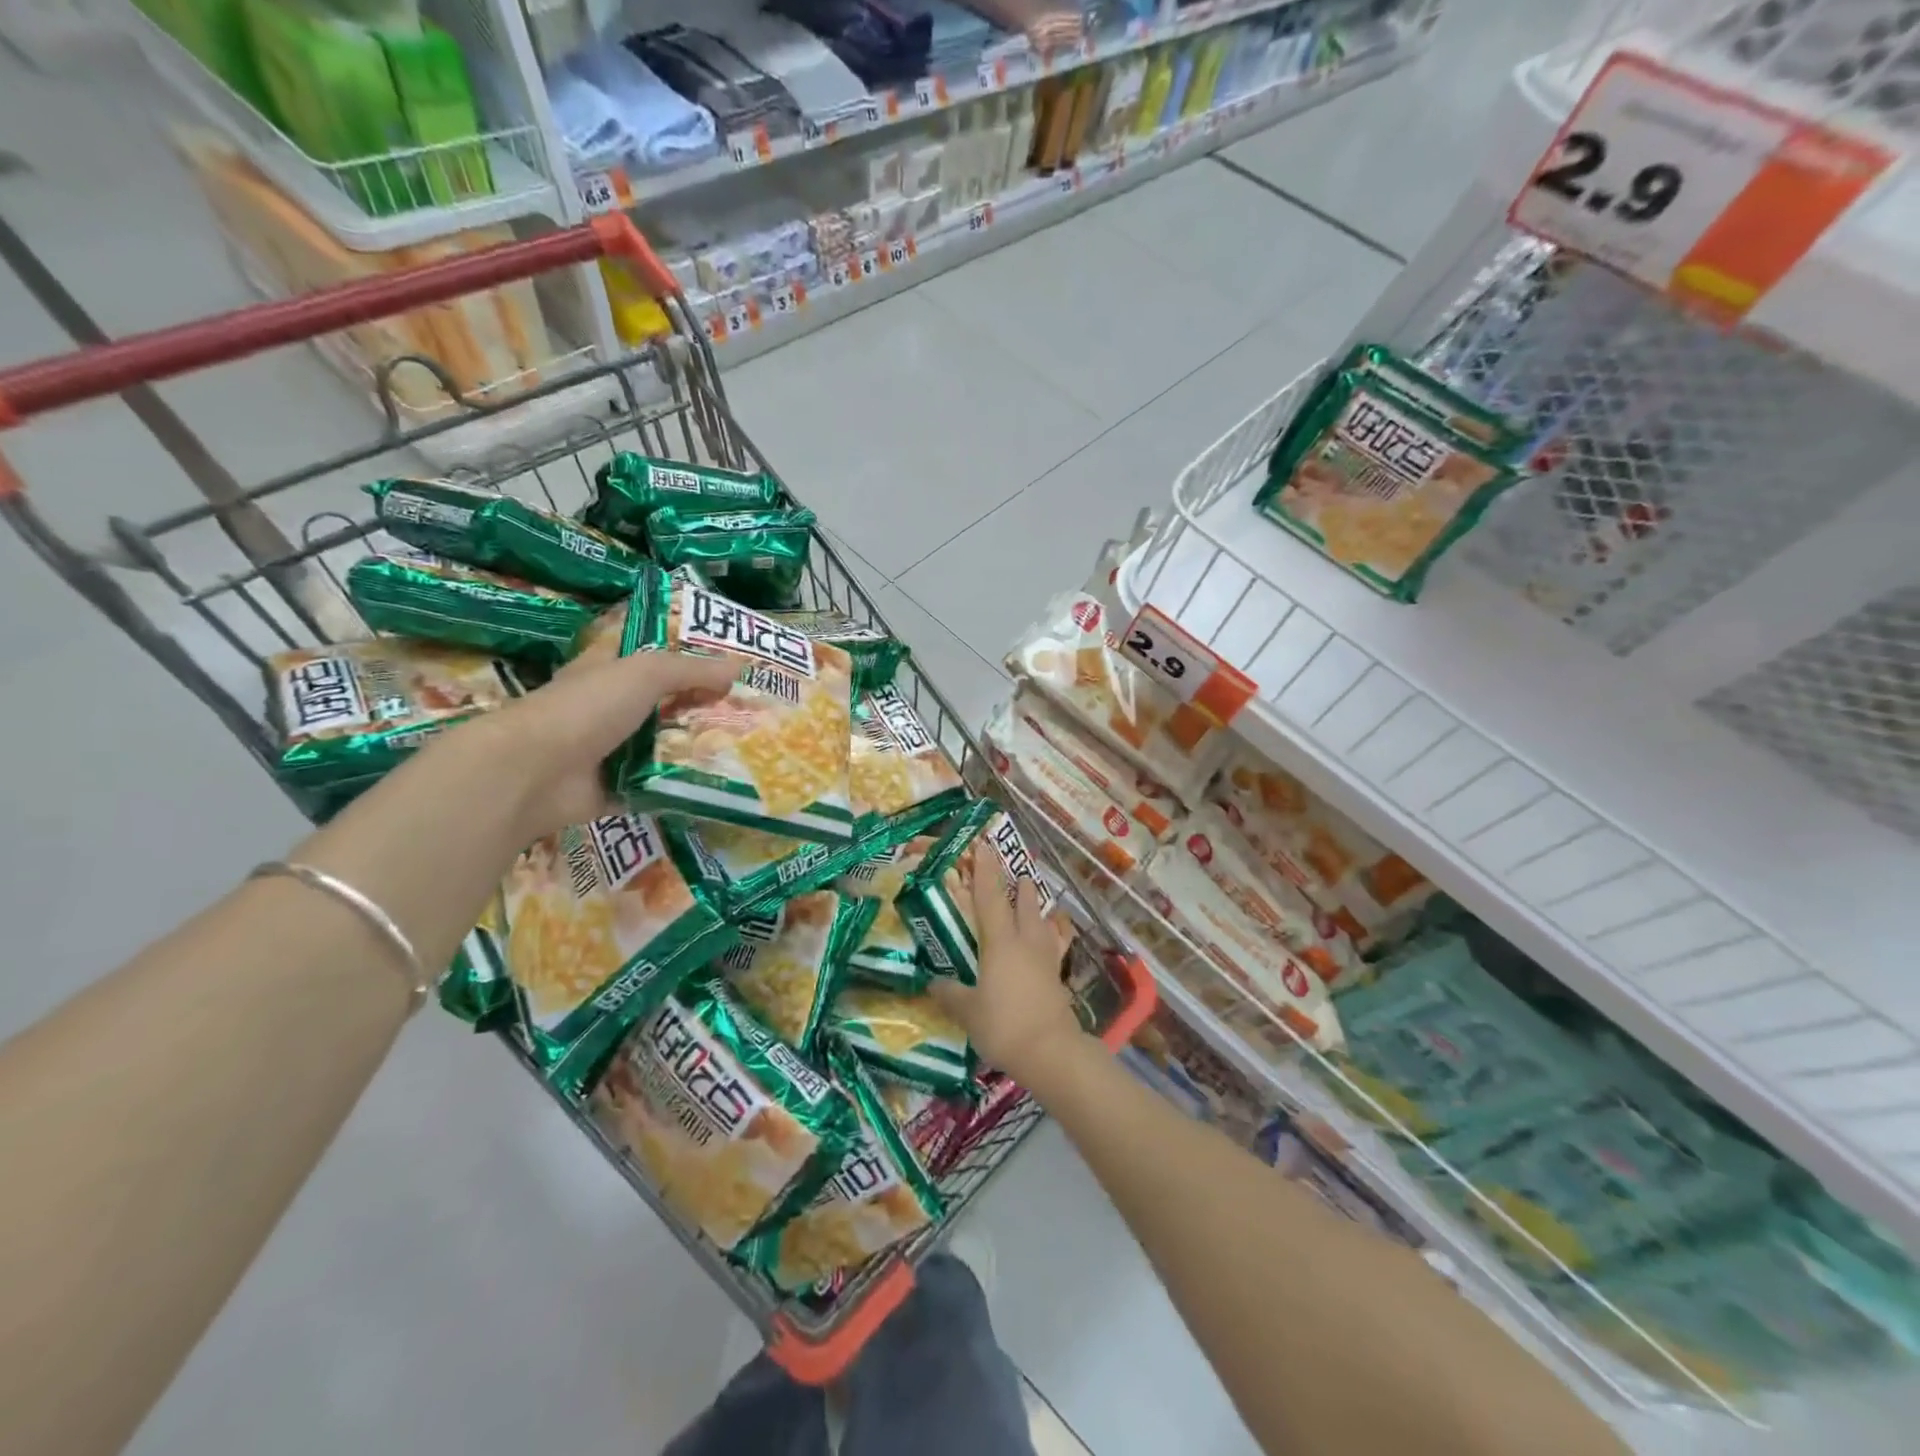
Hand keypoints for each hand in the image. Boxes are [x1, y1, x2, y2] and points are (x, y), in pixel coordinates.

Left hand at [468, 646, 737, 842]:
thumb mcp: (645, 673)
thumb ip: (692, 670)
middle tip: (751, 713)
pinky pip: (660, 787)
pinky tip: (723, 785)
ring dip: (699, 750)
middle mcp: (610, 710)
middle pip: (665, 705)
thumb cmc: (586, 708)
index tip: (727, 664)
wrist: (534, 773)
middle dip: (703, 708)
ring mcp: (611, 752)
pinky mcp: (617, 790)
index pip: (650, 656)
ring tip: (749, 750)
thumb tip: (740, 666)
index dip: (685, 656)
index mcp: (608, 672)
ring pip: (665, 748)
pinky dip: (684, 788)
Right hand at [930, 849, 1083, 1080]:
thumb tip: (934, 982)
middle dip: (1019, 885)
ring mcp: (1045, 958)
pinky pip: (1054, 944)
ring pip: (1042, 921)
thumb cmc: (1003, 1025)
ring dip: (1036, 906)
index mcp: (1000, 943)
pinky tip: (1048, 938)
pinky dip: (1050, 934)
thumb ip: (950, 994)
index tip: (983, 848)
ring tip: (1032, 897)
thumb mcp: (967, 1011)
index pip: (990, 898)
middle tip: (1015, 871)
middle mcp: (1025, 942)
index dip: (985, 872)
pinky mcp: (1057, 976)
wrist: (1050, 1051)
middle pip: (1024, 903)